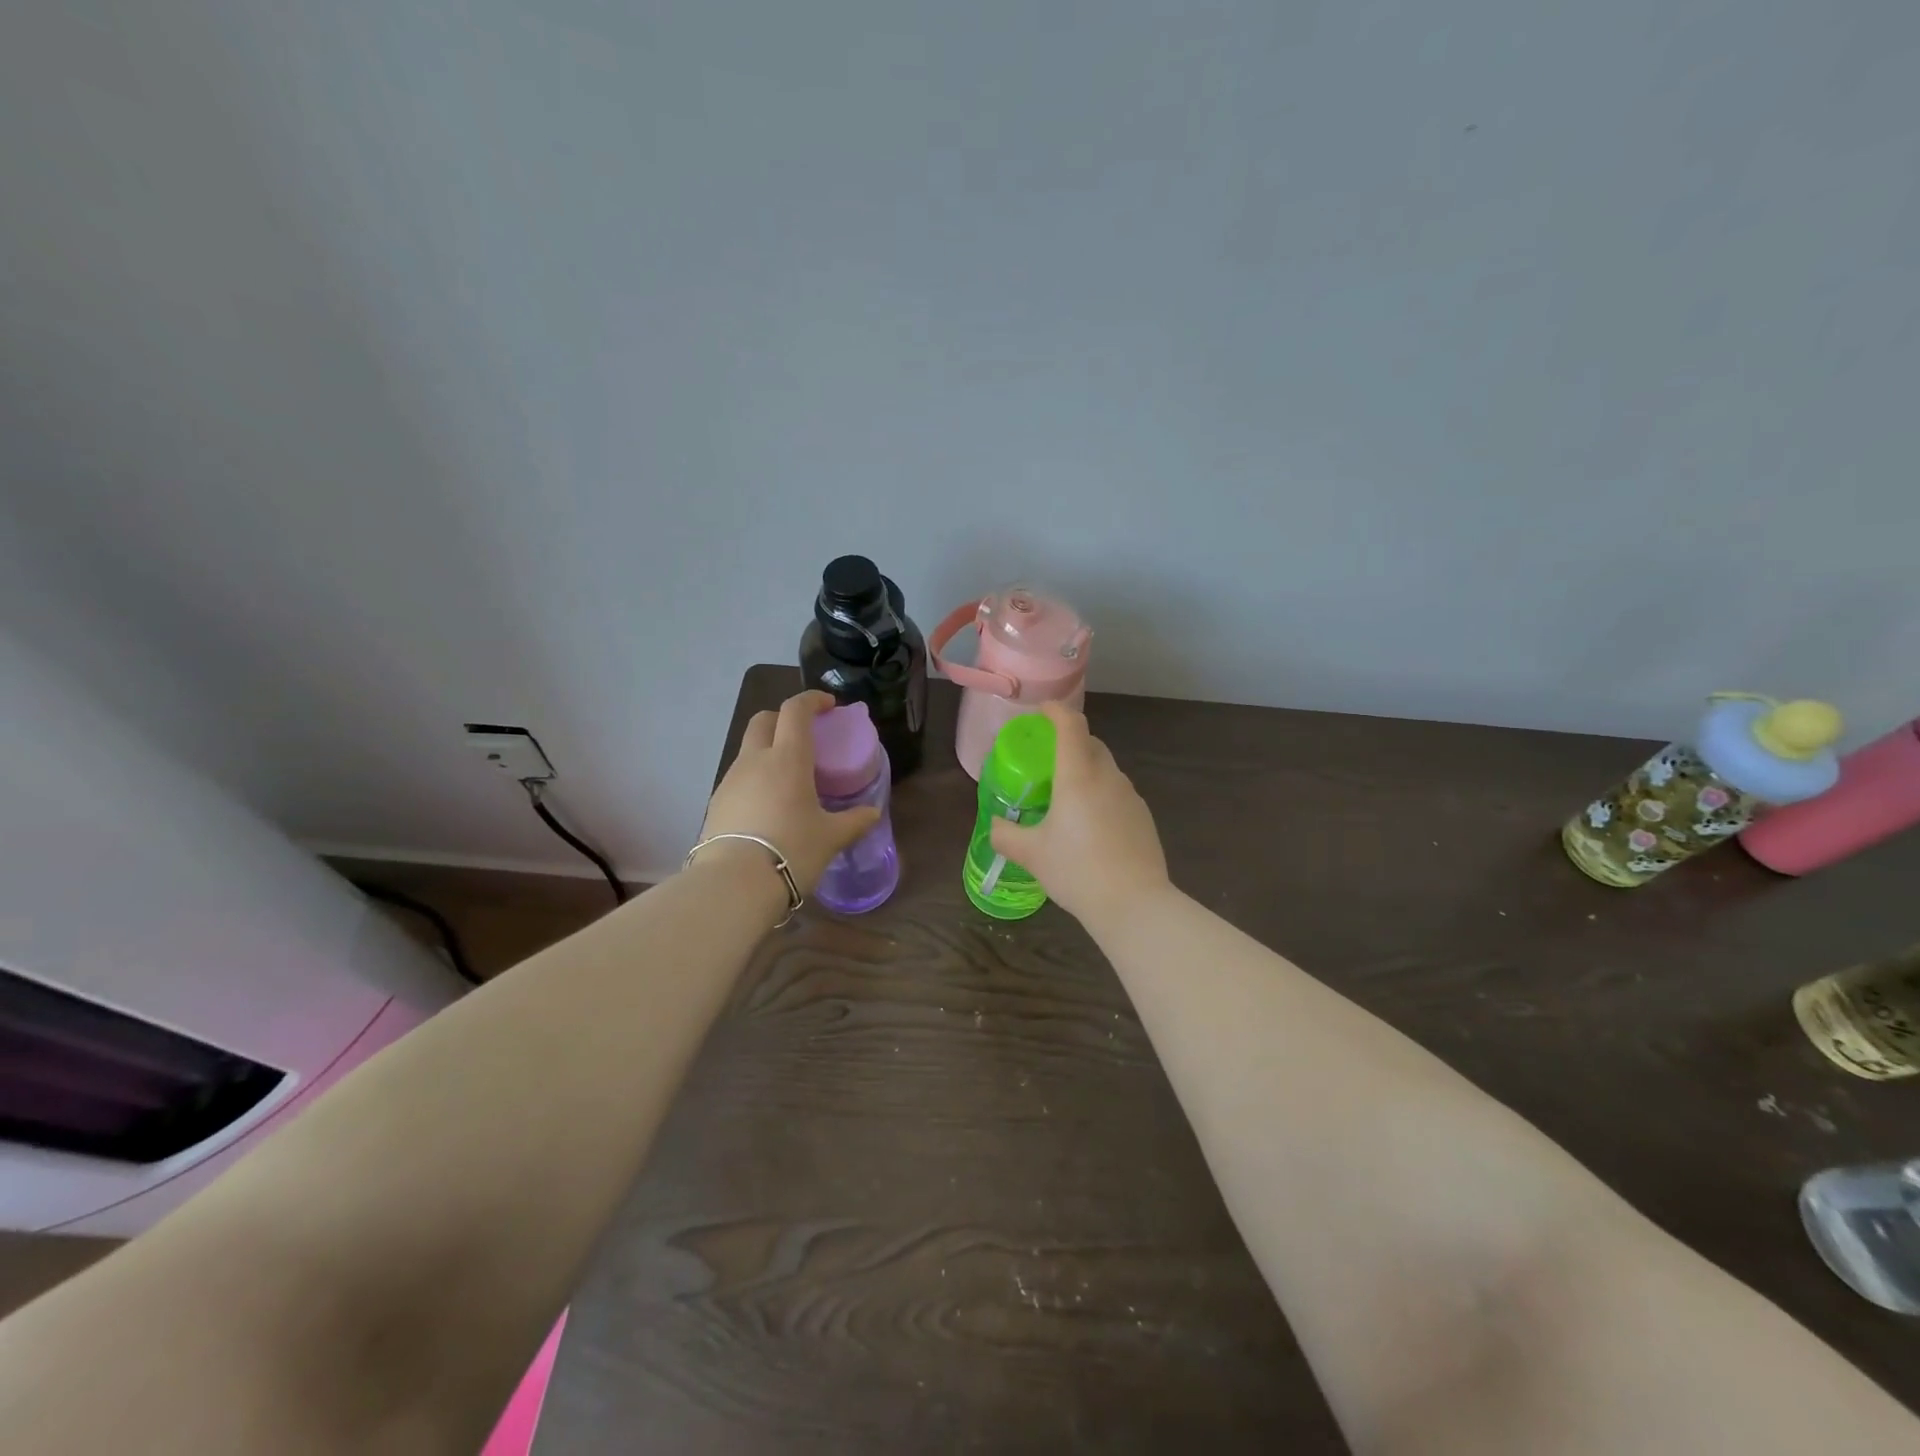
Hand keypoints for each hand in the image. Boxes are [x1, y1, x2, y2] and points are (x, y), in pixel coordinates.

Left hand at [697, 690, 881, 895]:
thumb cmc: (792, 851)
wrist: (734, 885)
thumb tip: (872, 813)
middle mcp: (755, 760)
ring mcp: (731, 780)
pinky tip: (768, 805)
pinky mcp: (716, 803)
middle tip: (805, 736)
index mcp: (787, 758)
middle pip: (763, 720)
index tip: (828, 706)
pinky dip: (755, 778)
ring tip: (788, 778)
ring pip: (749, 750)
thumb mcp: (831, 838)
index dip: (812, 700)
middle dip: (783, 718)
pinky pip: (739, 778)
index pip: (795, 710)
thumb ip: (854, 821)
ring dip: (768, 750)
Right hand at [989, 702, 1171, 930]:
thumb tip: (996, 826)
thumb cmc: (1077, 871)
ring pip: (1106, 769)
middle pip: (1091, 744)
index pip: (1071, 725)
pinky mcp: (1143, 817)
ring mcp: (1131, 796)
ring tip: (1066, 798)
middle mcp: (1108, 778)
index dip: (1056, 711)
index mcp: (1078, 776)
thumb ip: (1006, 835)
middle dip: (1069, 742)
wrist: (1135, 904)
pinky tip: (1090, 826)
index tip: (1041, 712)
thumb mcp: (1031, 855)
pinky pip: (1117, 793)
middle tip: (1047, 761)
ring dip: (1086, 771)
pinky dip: (1101, 795)